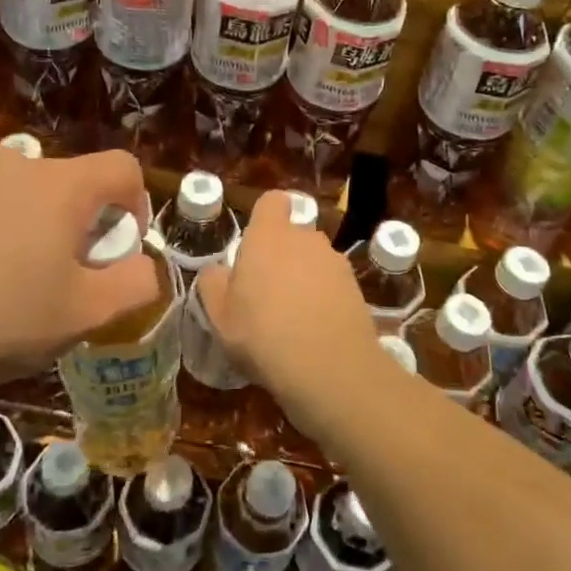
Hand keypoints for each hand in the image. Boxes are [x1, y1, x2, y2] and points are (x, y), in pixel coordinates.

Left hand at [0, 145, 156, 389]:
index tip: (119, 246)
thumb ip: (136, 283)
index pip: (123, 168)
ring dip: (33, 222)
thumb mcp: (86, 314)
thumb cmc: (3, 318)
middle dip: (80, 220)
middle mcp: (17, 164)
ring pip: (22, 191)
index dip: (137, 203)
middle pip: (71, 182)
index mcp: (62, 185)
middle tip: (64, 272)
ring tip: (12, 276)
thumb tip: (145, 265)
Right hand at [194, 191, 387, 442]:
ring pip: (315, 260)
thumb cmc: (262, 335)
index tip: (255, 245)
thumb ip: (214, 284)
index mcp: (269, 236)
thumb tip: (218, 270)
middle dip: (283, 254)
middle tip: (267, 292)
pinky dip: (325, 300)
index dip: (265, 217)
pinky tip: (316, 332)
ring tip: (293, 317)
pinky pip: (334, 285)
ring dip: (305, 278)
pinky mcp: (357, 289)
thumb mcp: (219, 315)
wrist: (329, 369)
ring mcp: (336, 263)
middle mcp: (305, 239)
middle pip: (294, 234)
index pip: (272, 201)